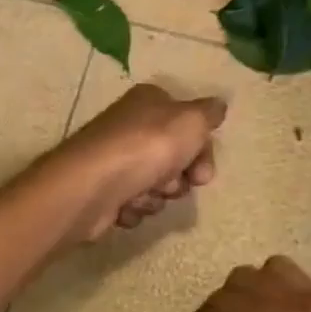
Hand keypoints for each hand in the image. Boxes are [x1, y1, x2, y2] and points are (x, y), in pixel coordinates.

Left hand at [43, 84, 226, 244]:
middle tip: (170, 184)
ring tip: (142, 194)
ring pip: (156, 184)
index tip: (203, 172)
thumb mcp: (191, 121)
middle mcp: (131, 127)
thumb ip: (209, 113)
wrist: (91, 187)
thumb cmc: (146, 147)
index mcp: (150, 102)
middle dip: (179, 178)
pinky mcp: (104, 190)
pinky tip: (125, 205)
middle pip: (175, 158)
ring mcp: (116, 159)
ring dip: (156, 196)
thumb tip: (218, 106)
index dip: (201, 150)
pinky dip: (134, 208)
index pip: (189, 125)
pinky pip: (134, 203)